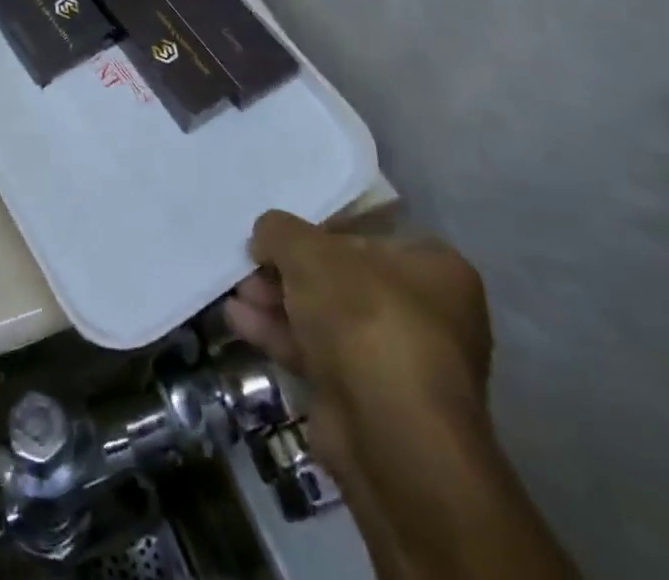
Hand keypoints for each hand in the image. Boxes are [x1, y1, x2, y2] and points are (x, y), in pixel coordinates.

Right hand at [226, 212, 490, 441]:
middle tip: (248, 265)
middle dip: (287, 272)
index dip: (314, 232)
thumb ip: (280, 231)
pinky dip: (281, 335)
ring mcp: (399, 362)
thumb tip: (266, 234)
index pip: (364, 236)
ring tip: (235, 291)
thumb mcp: (309, 252)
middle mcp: (428, 314)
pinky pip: (319, 355)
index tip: (275, 236)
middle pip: (341, 279)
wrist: (391, 436)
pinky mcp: (370, 401)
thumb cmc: (365, 319)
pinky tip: (238, 320)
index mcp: (434, 268)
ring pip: (326, 318)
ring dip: (278, 303)